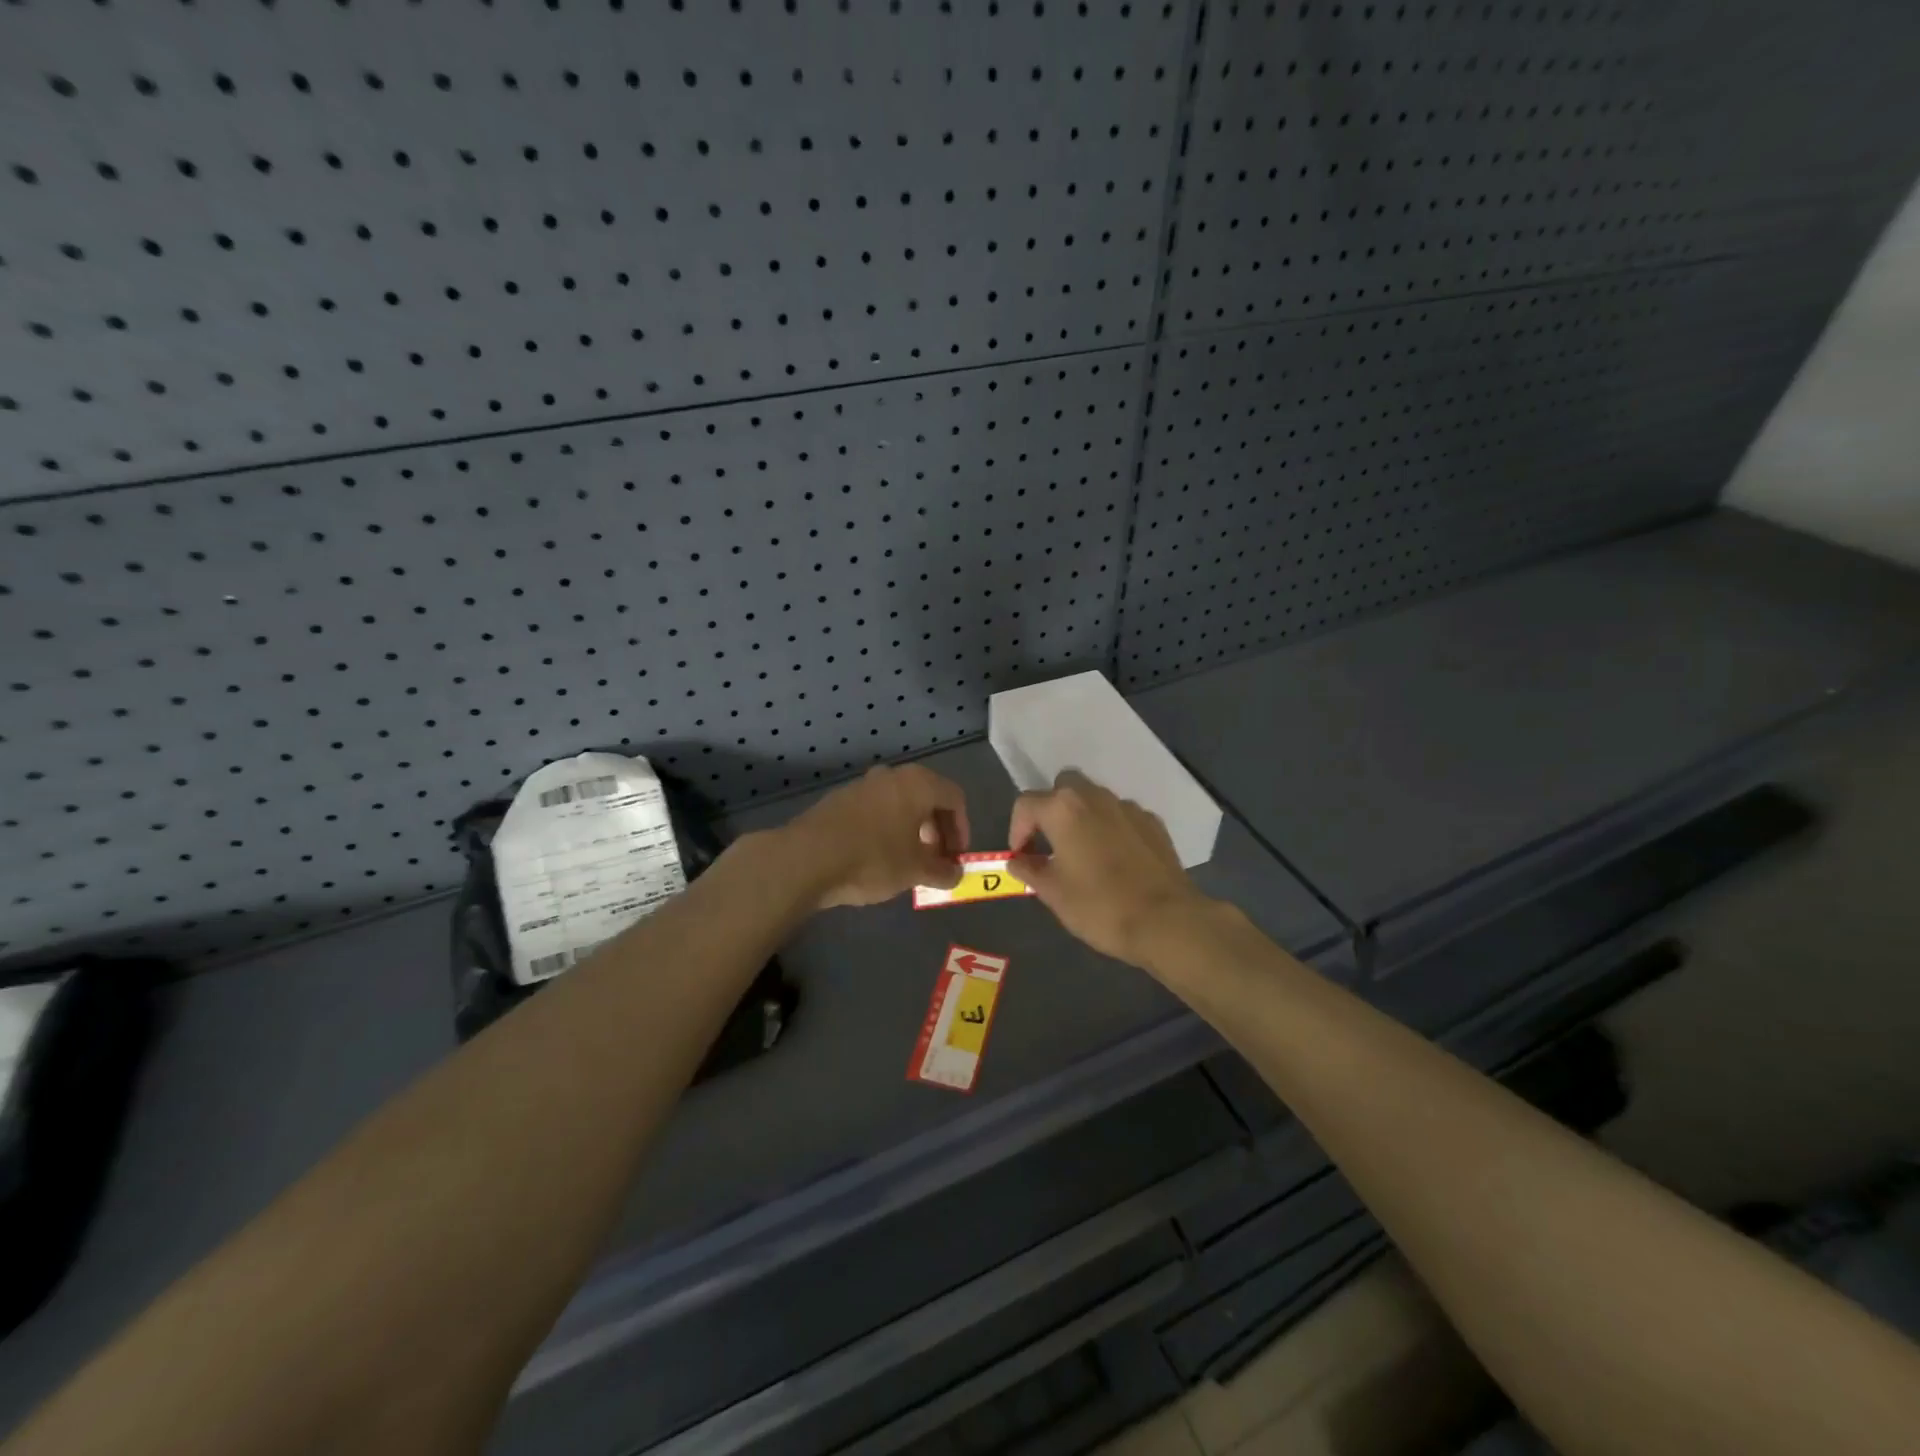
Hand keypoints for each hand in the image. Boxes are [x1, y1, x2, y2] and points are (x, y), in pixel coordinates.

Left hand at [788, 763, 970, 908]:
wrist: (807, 858)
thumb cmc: (873, 858)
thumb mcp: (915, 871)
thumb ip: (942, 871)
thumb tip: (956, 874)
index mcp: (917, 784)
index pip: (954, 799)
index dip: (962, 829)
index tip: (957, 857)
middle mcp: (892, 776)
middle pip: (927, 798)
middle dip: (937, 830)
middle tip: (936, 860)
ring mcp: (862, 785)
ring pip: (899, 804)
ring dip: (911, 831)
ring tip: (908, 862)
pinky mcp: (839, 800)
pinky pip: (875, 811)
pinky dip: (886, 829)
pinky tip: (878, 858)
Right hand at [1008, 770, 1210, 964]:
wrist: (1166, 921)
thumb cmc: (1100, 907)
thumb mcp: (1053, 893)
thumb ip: (1029, 869)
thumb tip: (1017, 860)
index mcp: (1063, 810)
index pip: (1026, 803)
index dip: (1017, 829)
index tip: (1021, 856)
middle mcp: (1095, 797)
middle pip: (1063, 786)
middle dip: (1051, 809)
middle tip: (1050, 842)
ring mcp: (1128, 807)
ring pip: (1095, 798)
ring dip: (1082, 817)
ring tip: (1083, 853)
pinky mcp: (1153, 823)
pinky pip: (1121, 816)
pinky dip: (1111, 828)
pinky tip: (1115, 859)